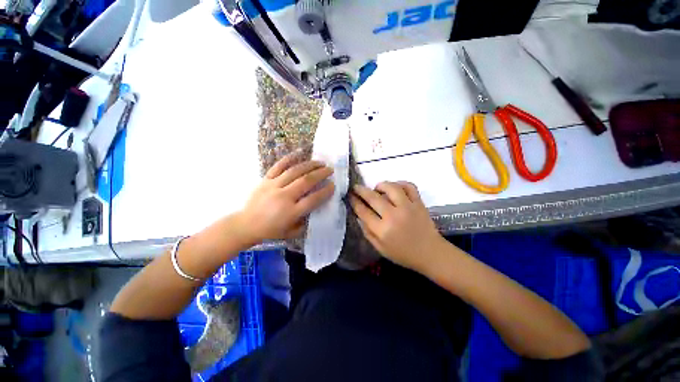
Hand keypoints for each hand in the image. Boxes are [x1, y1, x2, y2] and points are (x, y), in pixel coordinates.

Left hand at [239, 152, 334, 242]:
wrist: (246, 225)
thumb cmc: (271, 231)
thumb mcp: (292, 232)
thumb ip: (306, 221)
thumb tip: (316, 208)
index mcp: (291, 212)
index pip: (313, 199)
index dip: (325, 191)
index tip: (333, 185)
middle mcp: (284, 197)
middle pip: (306, 181)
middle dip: (321, 174)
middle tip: (330, 170)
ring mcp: (274, 186)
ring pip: (295, 171)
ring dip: (310, 165)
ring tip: (320, 162)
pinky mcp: (266, 180)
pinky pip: (278, 166)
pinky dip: (290, 158)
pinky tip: (299, 153)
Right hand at [350, 182, 443, 272]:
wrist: (430, 254)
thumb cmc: (403, 254)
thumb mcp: (380, 248)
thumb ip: (367, 231)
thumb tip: (359, 214)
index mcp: (383, 230)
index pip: (363, 211)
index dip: (354, 202)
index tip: (350, 196)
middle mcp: (394, 216)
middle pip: (373, 197)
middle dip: (361, 190)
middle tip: (356, 187)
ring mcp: (408, 207)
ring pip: (391, 187)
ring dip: (381, 185)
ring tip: (377, 189)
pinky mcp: (419, 203)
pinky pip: (409, 186)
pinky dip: (400, 183)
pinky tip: (395, 188)